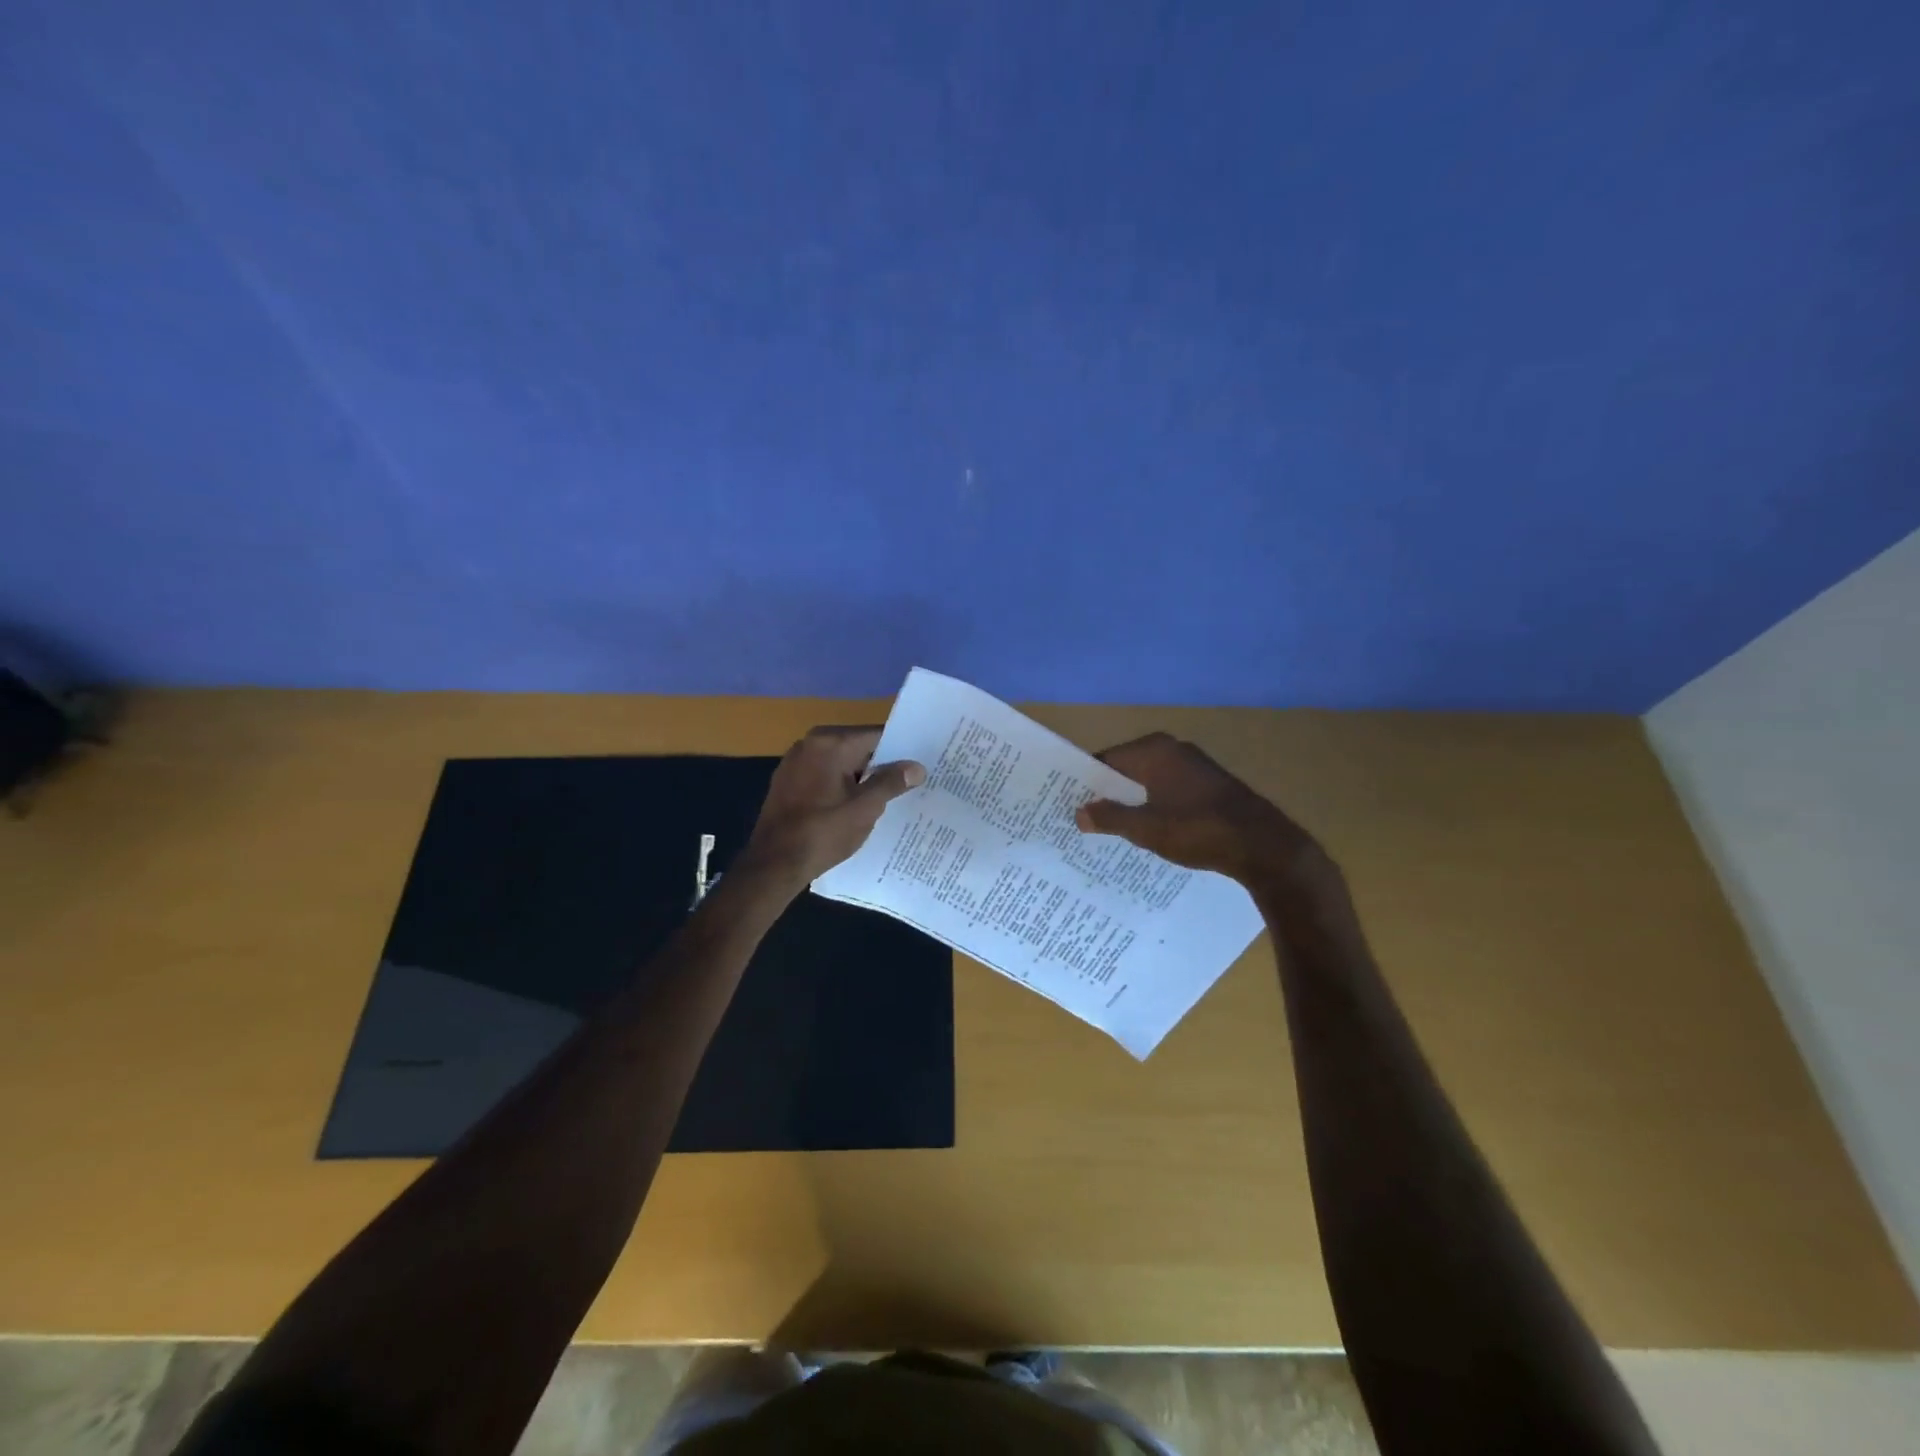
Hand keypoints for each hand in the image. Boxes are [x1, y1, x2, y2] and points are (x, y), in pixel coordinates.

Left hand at [738, 726, 924, 889]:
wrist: (773, 864)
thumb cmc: (823, 832)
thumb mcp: (865, 808)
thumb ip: (892, 782)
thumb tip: (917, 767)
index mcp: (830, 742)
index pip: (876, 736)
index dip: (901, 750)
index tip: (921, 763)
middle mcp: (810, 743)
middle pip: (858, 747)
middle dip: (882, 764)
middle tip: (911, 781)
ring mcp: (795, 762)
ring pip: (841, 762)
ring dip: (861, 777)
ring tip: (889, 795)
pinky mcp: (787, 781)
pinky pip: (824, 775)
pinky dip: (841, 785)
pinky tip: (855, 805)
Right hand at [1075, 732, 1322, 885]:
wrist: (1263, 846)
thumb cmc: (1198, 830)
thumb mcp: (1146, 828)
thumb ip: (1110, 818)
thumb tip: (1078, 813)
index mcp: (1154, 750)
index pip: (1106, 760)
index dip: (1086, 782)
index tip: (1068, 802)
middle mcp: (1173, 750)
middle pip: (1127, 769)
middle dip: (1107, 793)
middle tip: (1083, 819)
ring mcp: (1194, 767)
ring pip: (1148, 782)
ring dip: (1131, 802)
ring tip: (1109, 829)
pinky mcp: (1209, 786)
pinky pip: (1168, 791)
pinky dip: (1154, 807)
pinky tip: (1147, 831)